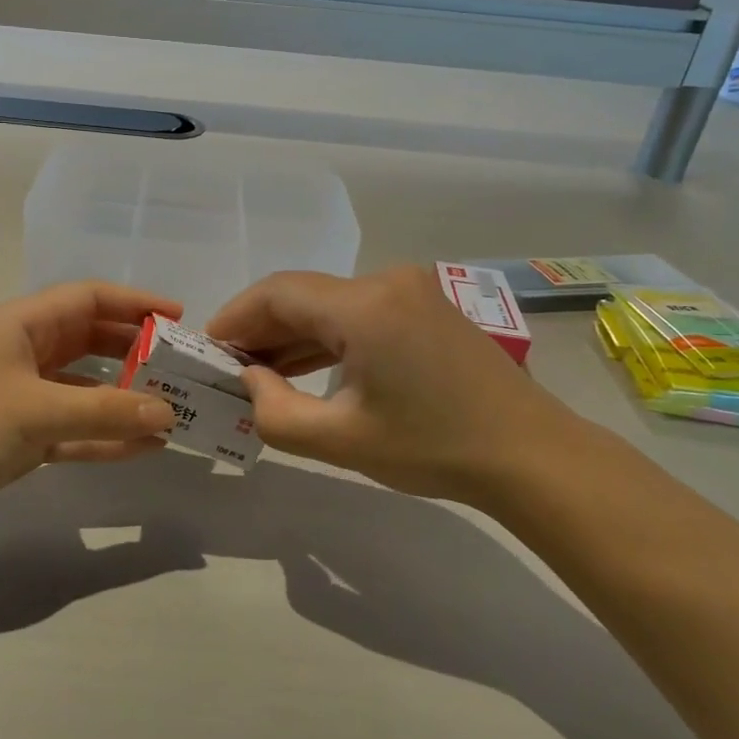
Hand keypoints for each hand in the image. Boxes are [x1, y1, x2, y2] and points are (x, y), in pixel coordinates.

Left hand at [0, 281, 179, 538]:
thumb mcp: (35, 412)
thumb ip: (104, 411)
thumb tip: (168, 413)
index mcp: (23, 324)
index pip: (89, 298)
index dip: (135, 303)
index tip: (178, 319)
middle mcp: (26, 351)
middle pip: (92, 340)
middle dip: (137, 352)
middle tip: (182, 369)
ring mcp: (24, 395)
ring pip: (87, 387)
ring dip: (125, 398)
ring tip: (173, 410)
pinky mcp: (21, 434)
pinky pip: (74, 428)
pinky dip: (105, 435)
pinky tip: (144, 447)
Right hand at [206, 265, 587, 506]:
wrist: (533, 456)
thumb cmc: (435, 448)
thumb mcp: (342, 441)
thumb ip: (275, 412)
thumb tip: (248, 380)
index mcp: (364, 306)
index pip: (277, 294)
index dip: (234, 318)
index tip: (206, 350)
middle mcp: (385, 282)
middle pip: (301, 295)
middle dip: (259, 329)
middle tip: (226, 368)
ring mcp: (410, 291)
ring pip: (329, 304)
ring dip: (292, 335)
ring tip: (258, 373)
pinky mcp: (424, 308)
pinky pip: (358, 314)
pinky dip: (326, 338)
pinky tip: (304, 368)